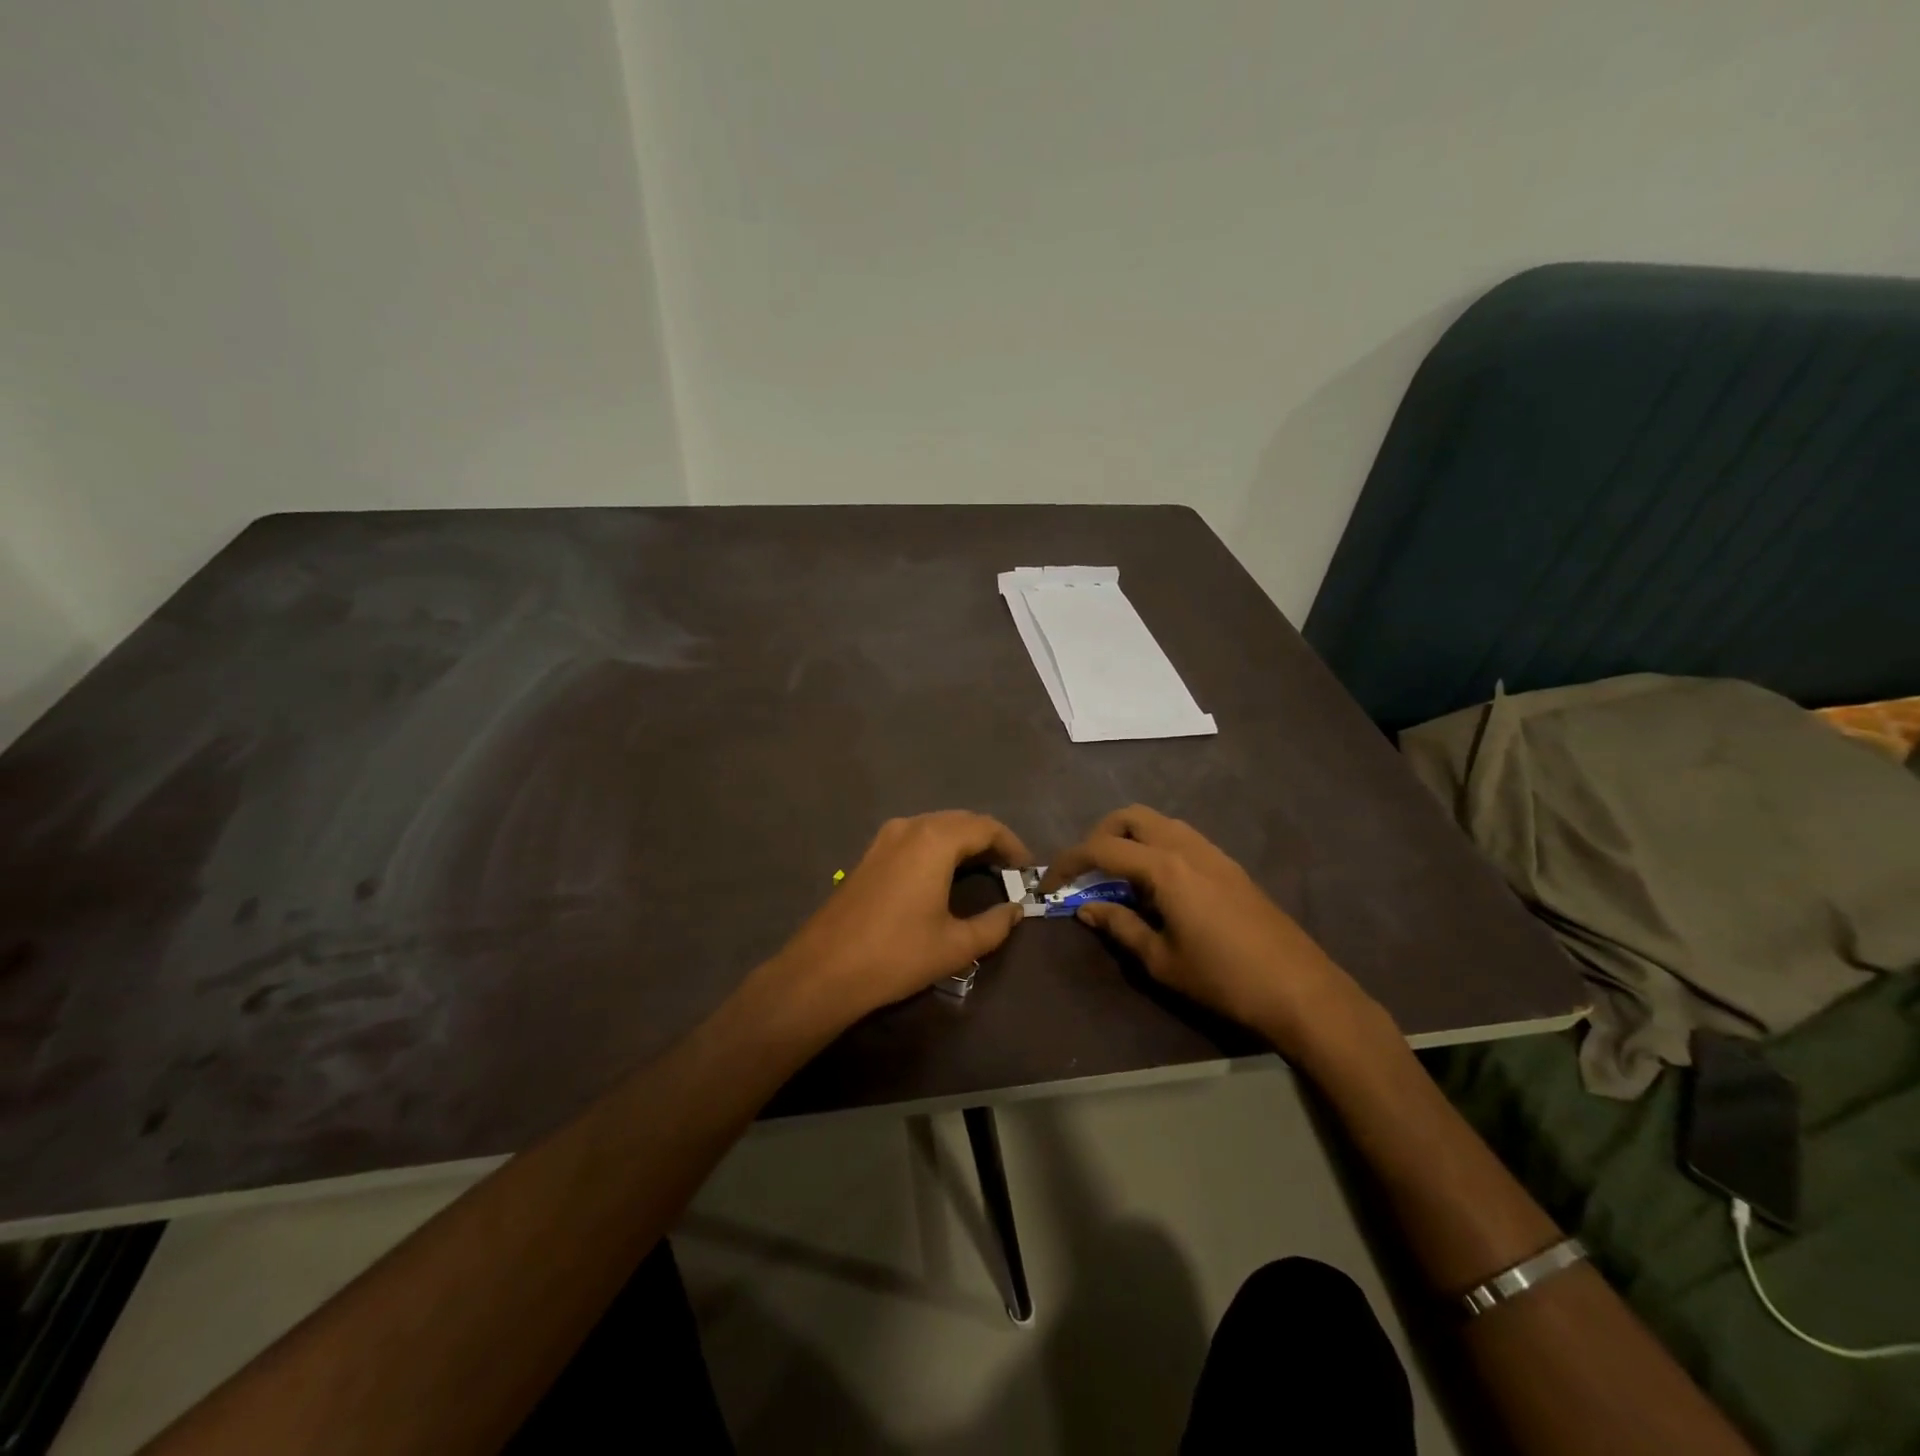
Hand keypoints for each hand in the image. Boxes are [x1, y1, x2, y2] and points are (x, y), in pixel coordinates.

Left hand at [775, 811, 1031, 1027]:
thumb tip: (1015, 911)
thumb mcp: (955, 945)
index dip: (1012, 845)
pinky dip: (939, 849)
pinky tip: (945, 876)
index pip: (986, 827)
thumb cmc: (897, 955)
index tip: (1027, 870)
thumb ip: (994, 925)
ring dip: (963, 843)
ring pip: (936, 827)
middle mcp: (910, 827)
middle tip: (1009, 871)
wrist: (825, 970)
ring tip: (983, 873)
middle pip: (961, 821)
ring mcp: (885, 838)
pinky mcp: (869, 854)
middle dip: (989, 841)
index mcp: (934, 840)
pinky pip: (915, 838)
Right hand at [1044, 805, 1371, 1050]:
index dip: (1068, 862)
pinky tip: (1155, 886)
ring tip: (1118, 879)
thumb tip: (1086, 908)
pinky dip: (1155, 847)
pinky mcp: (1228, 865)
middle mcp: (1186, 846)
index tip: (1048, 884)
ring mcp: (1212, 852)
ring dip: (1129, 839)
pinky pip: (1180, 838)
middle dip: (1099, 836)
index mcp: (1165, 868)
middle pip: (1130, 817)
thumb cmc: (1223, 978)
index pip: (1101, 849)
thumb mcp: (1160, 960)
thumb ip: (1119, 926)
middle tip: (1087, 872)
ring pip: (1158, 823)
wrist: (1299, 989)